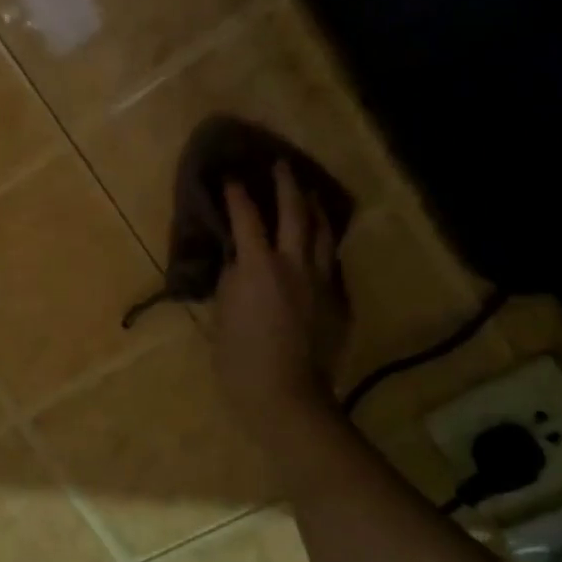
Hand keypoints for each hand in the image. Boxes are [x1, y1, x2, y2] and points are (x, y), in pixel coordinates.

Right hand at [214, 163, 348, 437]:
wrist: (286, 395)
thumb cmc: (239, 358)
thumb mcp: (223, 312)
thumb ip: (232, 278)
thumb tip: (239, 258)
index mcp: (259, 265)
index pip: (246, 217)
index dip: (237, 195)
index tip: (231, 178)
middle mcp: (295, 264)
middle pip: (296, 212)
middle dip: (286, 185)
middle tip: (281, 166)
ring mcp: (323, 282)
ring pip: (323, 233)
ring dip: (314, 209)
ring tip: (307, 196)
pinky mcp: (339, 302)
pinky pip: (331, 264)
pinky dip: (322, 248)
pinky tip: (317, 248)